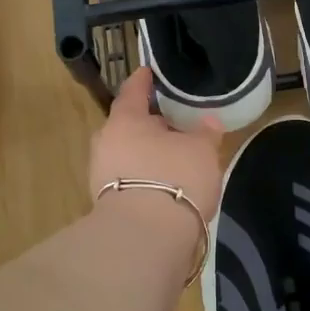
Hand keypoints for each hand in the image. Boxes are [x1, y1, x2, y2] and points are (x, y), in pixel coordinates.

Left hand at [87, 67, 223, 222]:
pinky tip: (164, 182)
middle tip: (172, 120)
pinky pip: (128, 179)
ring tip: (173, 154)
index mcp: (125, 119)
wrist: (146, 238)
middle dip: (149, 122)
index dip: (143, 80)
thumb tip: (208, 120)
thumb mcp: (201, 150)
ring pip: (127, 153)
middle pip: (128, 125)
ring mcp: (102, 175)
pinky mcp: (107, 205)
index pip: (133, 91)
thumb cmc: (175, 178)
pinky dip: (145, 176)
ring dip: (147, 152)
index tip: (149, 72)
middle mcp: (107, 142)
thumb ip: (205, 132)